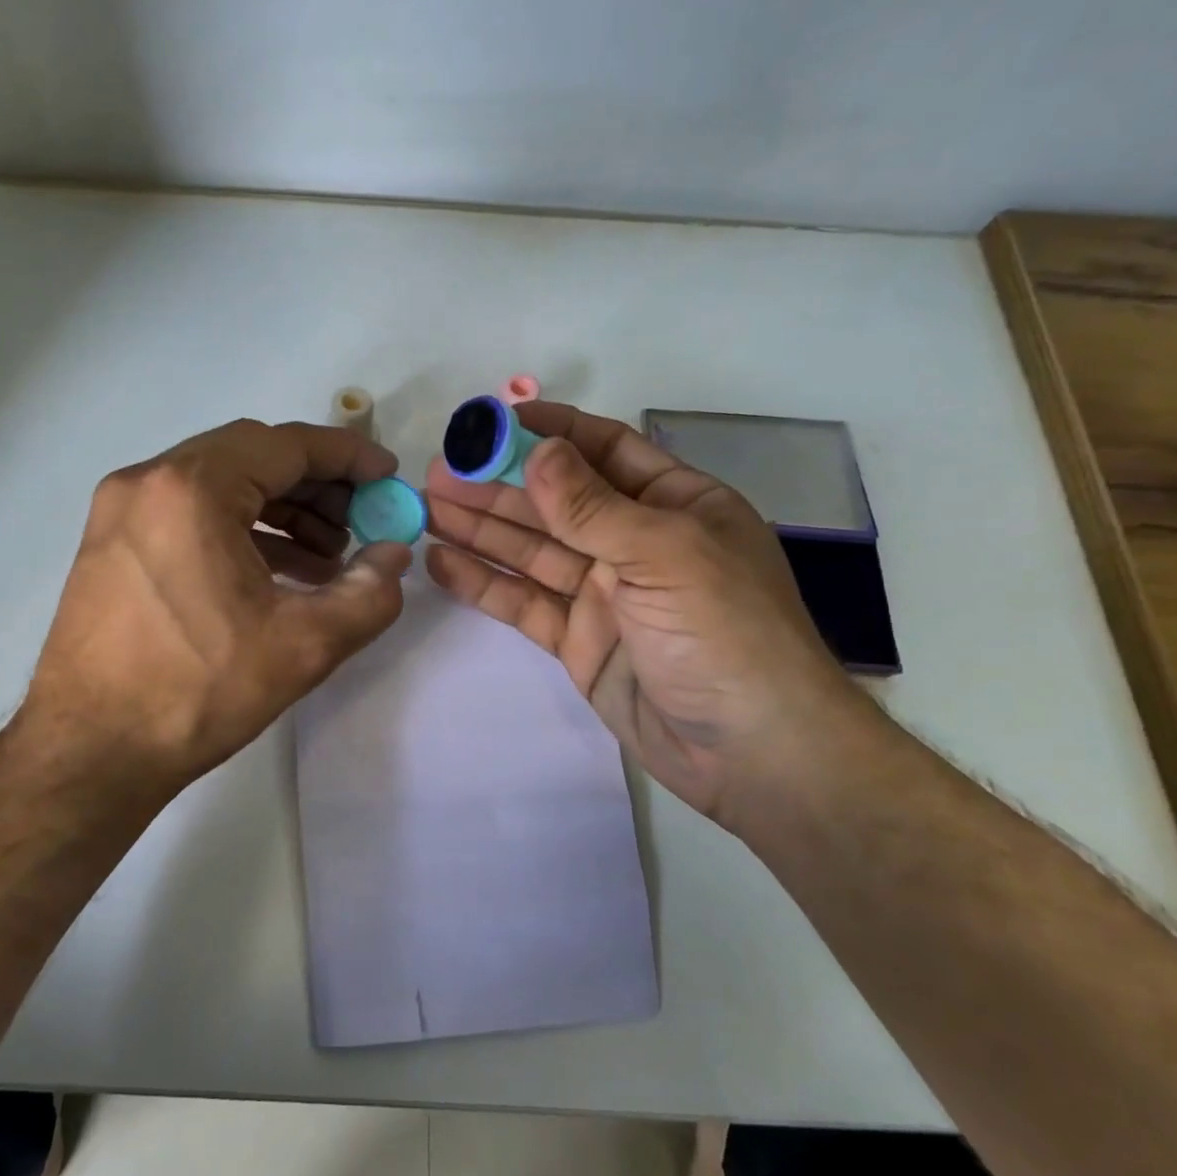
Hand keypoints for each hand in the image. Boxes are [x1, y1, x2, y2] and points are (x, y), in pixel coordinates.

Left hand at [11, 419, 411, 818]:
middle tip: (361, 521)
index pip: (286, 445)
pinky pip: (190, 515)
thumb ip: (368, 593)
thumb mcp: (303, 645)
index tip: (386, 477)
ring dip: (280, 510)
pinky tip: (279, 573)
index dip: (347, 457)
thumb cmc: (196, 693)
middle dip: (316, 485)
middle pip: (251, 458)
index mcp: (190, 489)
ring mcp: (121, 511)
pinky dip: (240, 531)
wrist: (90, 753)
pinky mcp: (111, 543)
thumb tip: (394, 555)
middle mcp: (148, 481)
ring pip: (220, 485)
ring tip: (328, 558)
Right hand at [424, 401, 885, 825]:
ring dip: (481, 528)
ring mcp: (603, 594)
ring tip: (426, 507)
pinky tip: (441, 563)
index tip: (492, 423)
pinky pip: (524, 602)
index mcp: (674, 506)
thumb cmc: (726, 633)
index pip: (605, 451)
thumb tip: (537, 450)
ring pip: (532, 550)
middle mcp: (635, 543)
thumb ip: (593, 506)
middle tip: (438, 471)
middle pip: (556, 502)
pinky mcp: (577, 640)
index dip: (550, 433)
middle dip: (499, 484)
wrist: (750, 752)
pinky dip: (483, 583)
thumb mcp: (664, 554)